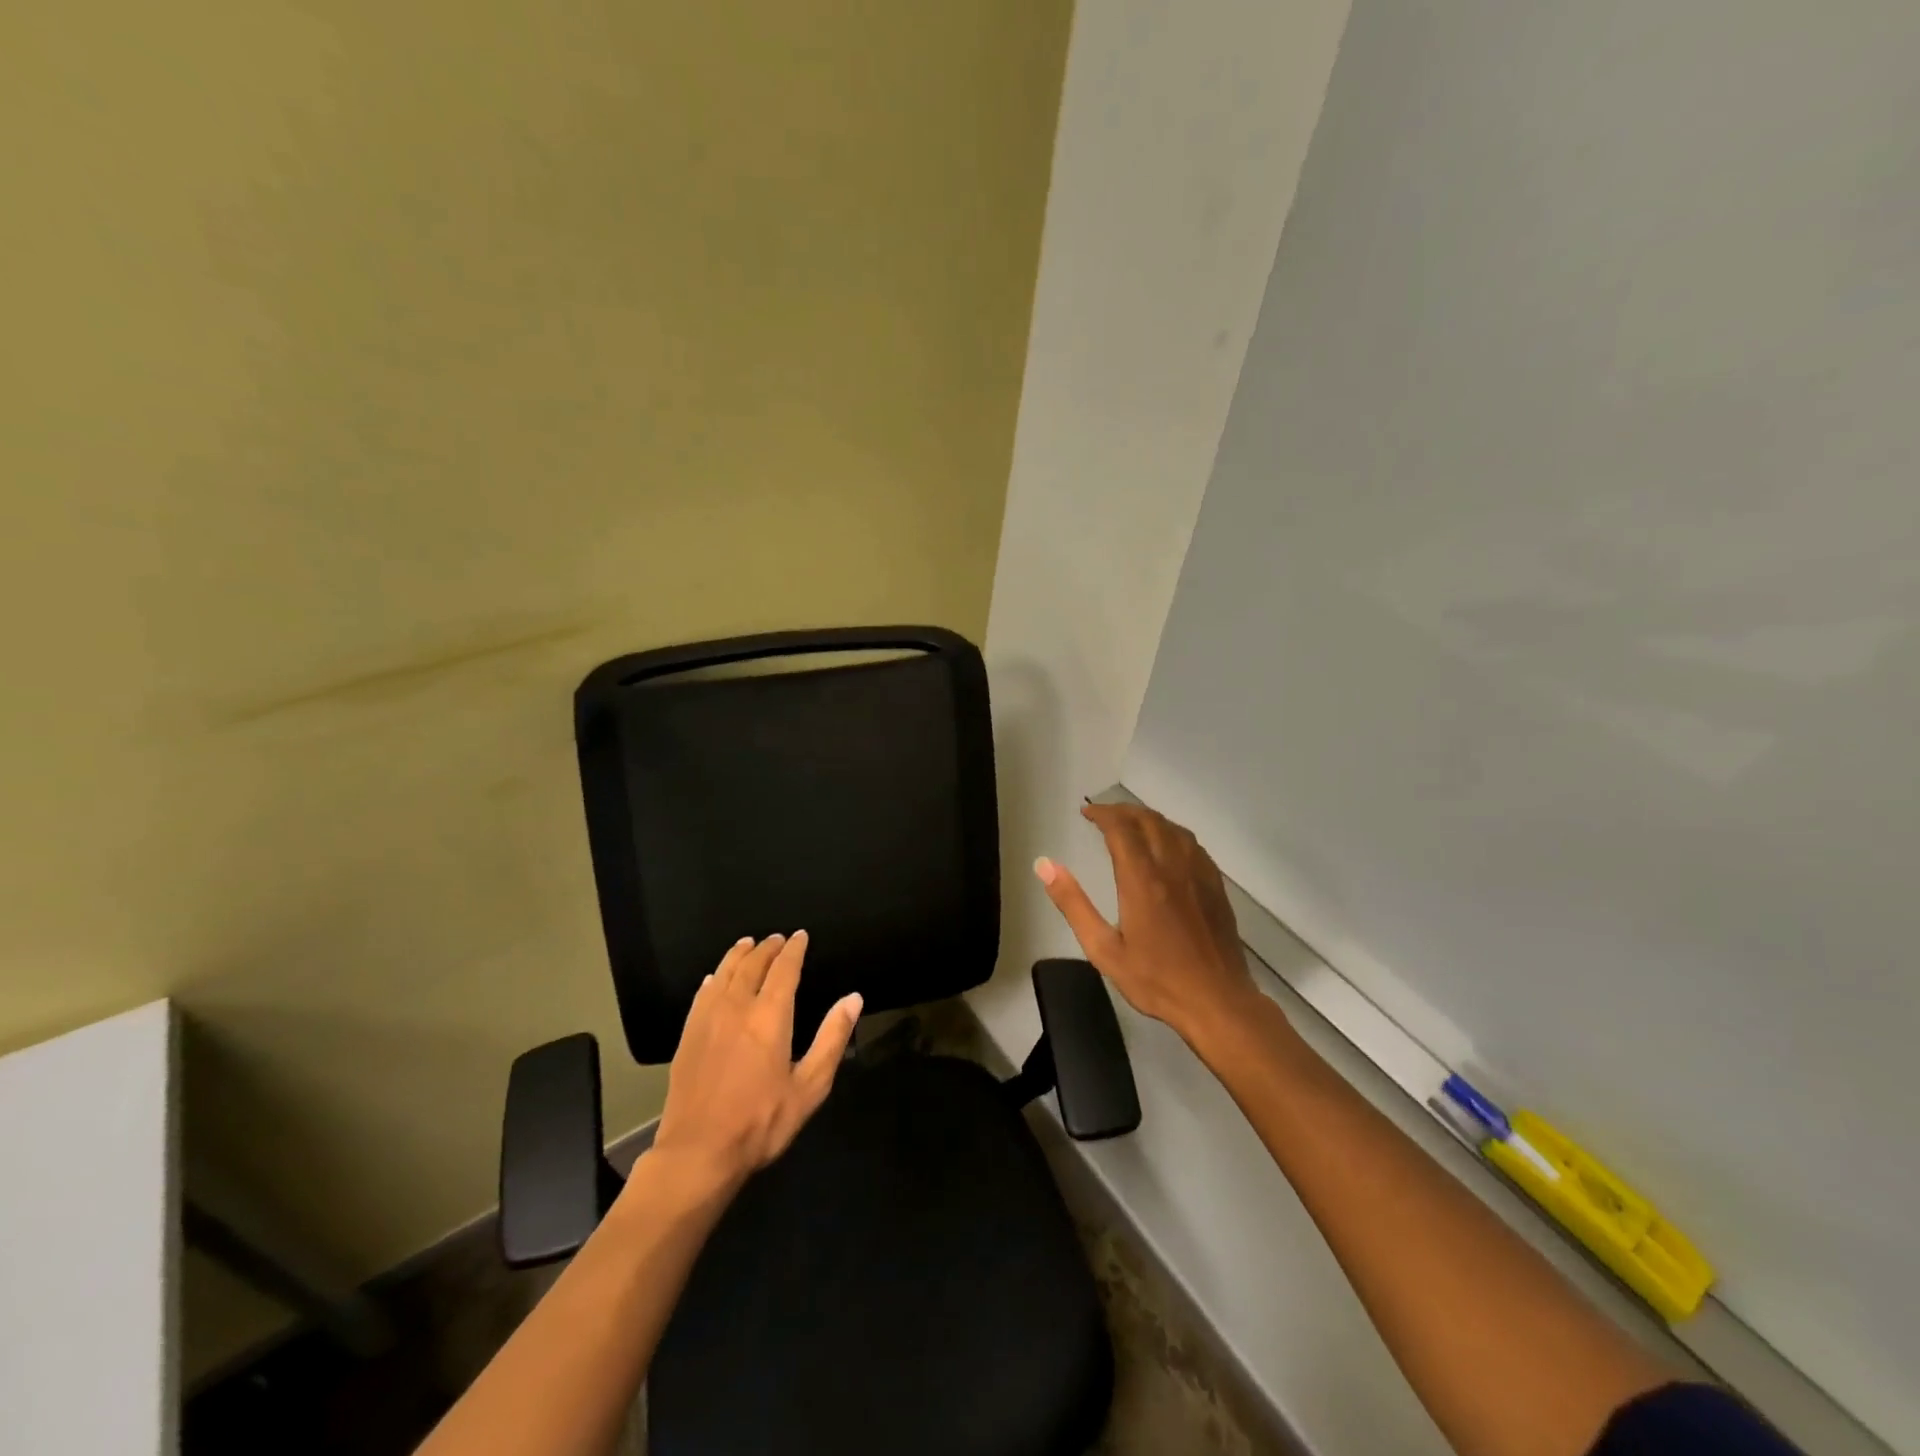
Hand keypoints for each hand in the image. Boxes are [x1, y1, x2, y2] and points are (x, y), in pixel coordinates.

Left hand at [646, 932, 861, 1192]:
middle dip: (767, 948)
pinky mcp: (688, 1035)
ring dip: (739, 955)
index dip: (794, 949)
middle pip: (752, 964)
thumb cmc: (761, 1122)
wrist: (698, 1153)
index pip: (784, 969)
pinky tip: (715, 977)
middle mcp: (737, 1007)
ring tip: (748, 944)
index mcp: (770, 1016)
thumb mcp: (810, 1087)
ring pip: (724, 973)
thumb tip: (853, 998)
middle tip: (777, 938)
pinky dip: (714, 978)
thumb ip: (832, 1038)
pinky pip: (702, 994)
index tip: (800, 936)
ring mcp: (708, 1019)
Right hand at [1036, 804, 1265, 1048]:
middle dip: (1123, 811)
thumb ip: (1073, 904)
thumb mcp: (1103, 949)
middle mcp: (1172, 866)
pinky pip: (1192, 844)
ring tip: (1131, 825)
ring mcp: (1198, 873)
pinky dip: (1172, 833)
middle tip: (1103, 816)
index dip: (1102, 814)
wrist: (1217, 1001)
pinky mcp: (1215, 885)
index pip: (1121, 828)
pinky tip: (1166, 846)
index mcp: (1142, 879)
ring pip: (1173, 828)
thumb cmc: (1155, 979)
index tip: (1086, 813)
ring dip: (1148, 819)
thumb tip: (1045, 865)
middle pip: (1148, 820)